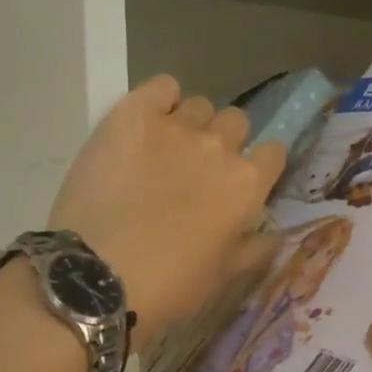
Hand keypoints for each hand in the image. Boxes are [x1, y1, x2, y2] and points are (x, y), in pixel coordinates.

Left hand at [49, 76, 286, 342]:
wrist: (97, 278)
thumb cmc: (170, 285)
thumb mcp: (224, 276)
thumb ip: (255, 249)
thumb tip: (273, 234)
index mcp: (248, 184)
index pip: (274, 152)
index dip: (260, 165)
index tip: (243, 181)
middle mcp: (220, 147)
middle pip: (236, 122)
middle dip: (225, 141)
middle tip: (198, 169)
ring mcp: (176, 127)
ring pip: (199, 106)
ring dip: (191, 123)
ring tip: (165, 149)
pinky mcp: (132, 115)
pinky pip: (162, 86)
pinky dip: (161, 98)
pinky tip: (147, 122)